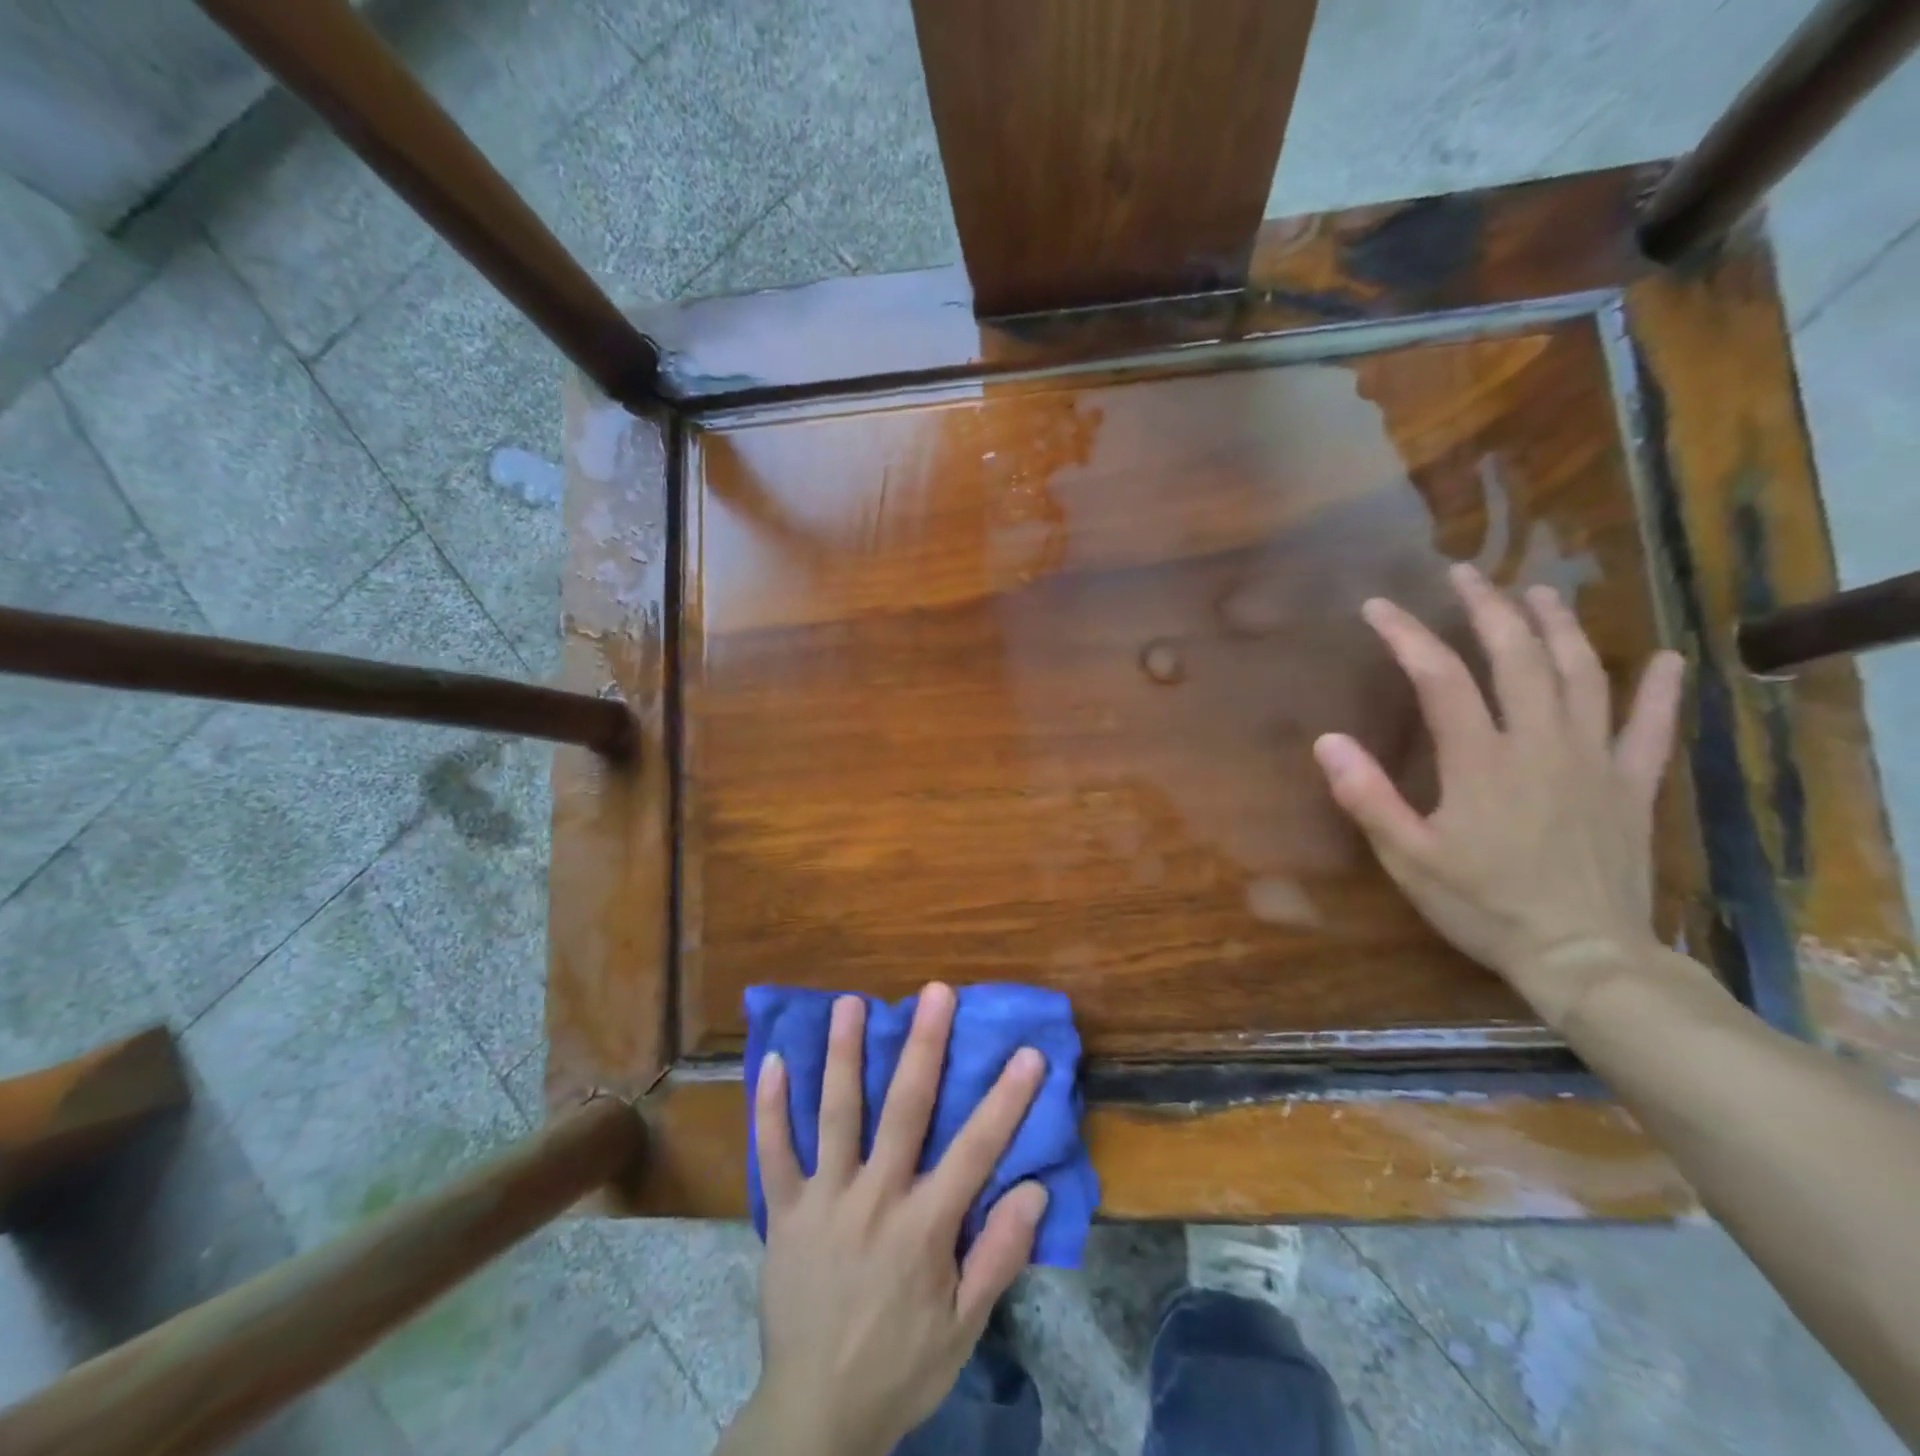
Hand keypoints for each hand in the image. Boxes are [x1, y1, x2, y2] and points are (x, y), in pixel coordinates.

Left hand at [729, 983, 1048, 1455]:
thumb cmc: (900, 1367)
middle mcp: (875, 1198)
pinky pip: (773, 1153)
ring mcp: (824, 1200)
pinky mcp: (783, 1212)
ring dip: (844, 1056)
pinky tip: (771, 1060)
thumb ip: (999, 1256)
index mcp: (924, 1226)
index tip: (1028, 1053)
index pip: (975, 1149)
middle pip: (904, 1109)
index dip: (1006, 1100)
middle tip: (934, 993)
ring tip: (850, 1003)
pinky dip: (770, 1107)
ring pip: (835, 1115)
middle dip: (923, 1046)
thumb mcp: (964, 1327)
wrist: (815, 1418)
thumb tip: (1033, 1189)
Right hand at [1312, 564, 1687, 1025]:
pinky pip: (1651, 728)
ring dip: (1560, 627)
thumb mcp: (1408, 858)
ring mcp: (1595, 761)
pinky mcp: (1632, 786)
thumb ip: (1367, 797)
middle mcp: (1541, 744)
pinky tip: (1666, 659)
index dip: (1408, 634)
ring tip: (1539, 592)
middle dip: (1489, 608)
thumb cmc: (1484, 907)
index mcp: (1482, 760)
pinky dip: (1659, 691)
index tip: (1378, 606)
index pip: (1441, 676)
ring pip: (1584, 675)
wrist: (1583, 958)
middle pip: (1519, 657)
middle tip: (1465, 573)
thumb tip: (1327, 741)